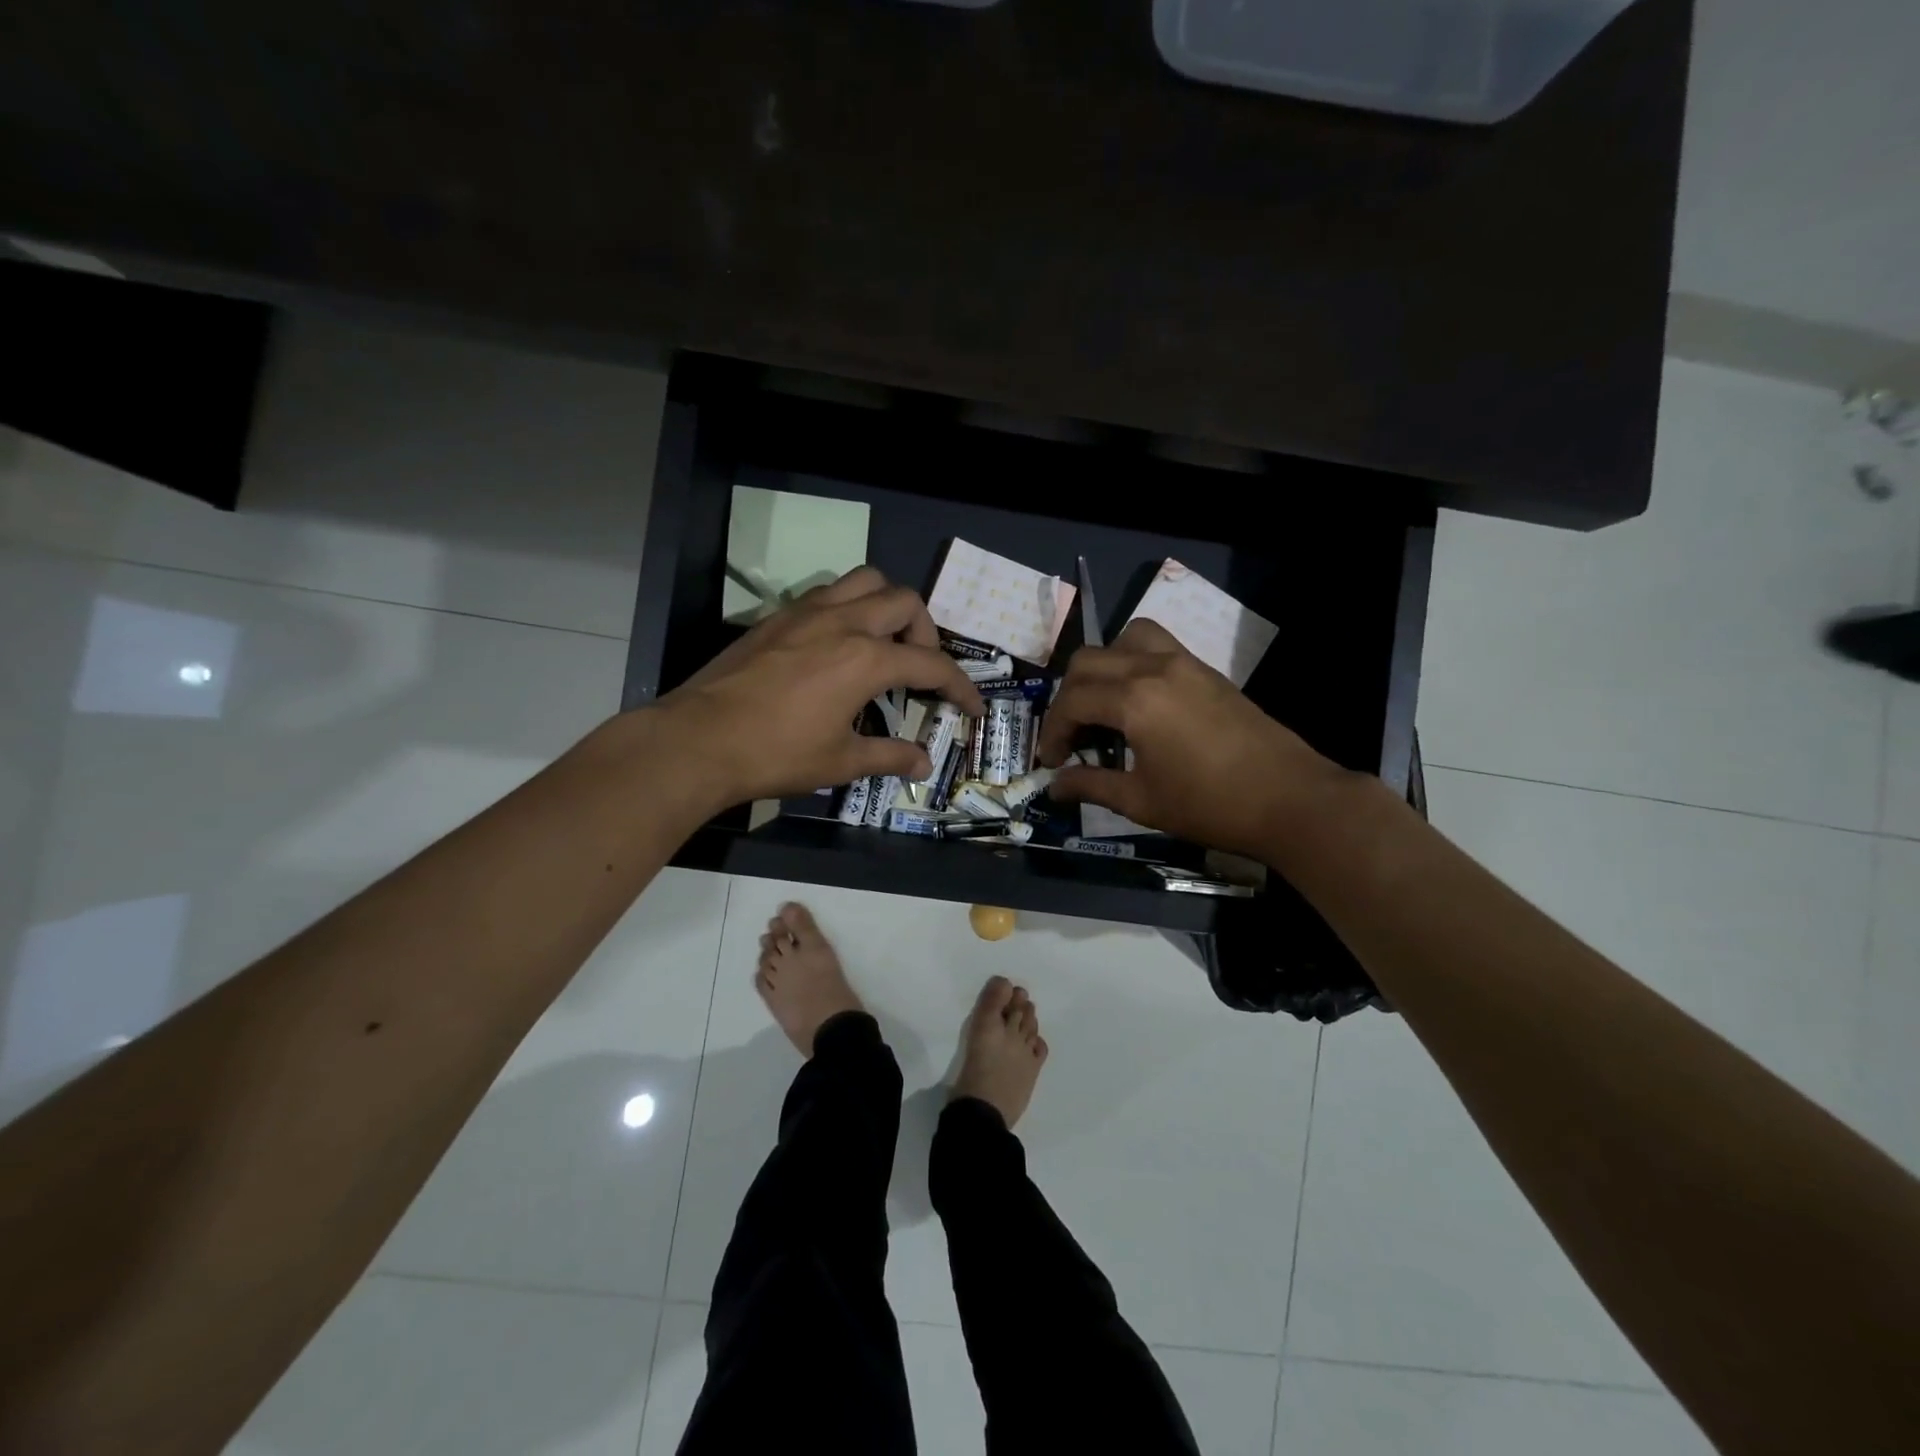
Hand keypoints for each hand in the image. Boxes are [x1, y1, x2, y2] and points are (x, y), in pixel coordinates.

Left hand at [655, 567, 984, 806]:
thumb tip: (923, 763)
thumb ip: (889, 756)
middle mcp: (843, 622)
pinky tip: (837, 645)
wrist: (697, 740)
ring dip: (887, 605)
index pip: (931, 664)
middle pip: (905, 601)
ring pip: (865, 581)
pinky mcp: (778, 617)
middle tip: (918, 669)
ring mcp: (807, 612)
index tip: (972, 707)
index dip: (960, 686)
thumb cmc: (775, 754)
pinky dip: (849, 608)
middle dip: (925, 633)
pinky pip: (829, 593)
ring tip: (882, 643)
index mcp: (866, 658)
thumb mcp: (840, 762)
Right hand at [1036, 618, 1350, 860]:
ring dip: (1102, 667)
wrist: (1290, 799)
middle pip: (1087, 661)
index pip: (1071, 701)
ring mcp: (1184, 662)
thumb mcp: (1141, 801)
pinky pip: (1156, 645)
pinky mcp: (1206, 670)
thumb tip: (1054, 786)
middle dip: (1067, 697)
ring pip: (1124, 639)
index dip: (1052, 732)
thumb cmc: (1210, 805)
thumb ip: (1091, 786)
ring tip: (1103, 705)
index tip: (1051, 762)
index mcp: (1134, 700)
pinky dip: (1133, 662)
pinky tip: (1139, 703)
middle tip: (1071, 737)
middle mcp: (1154, 667)